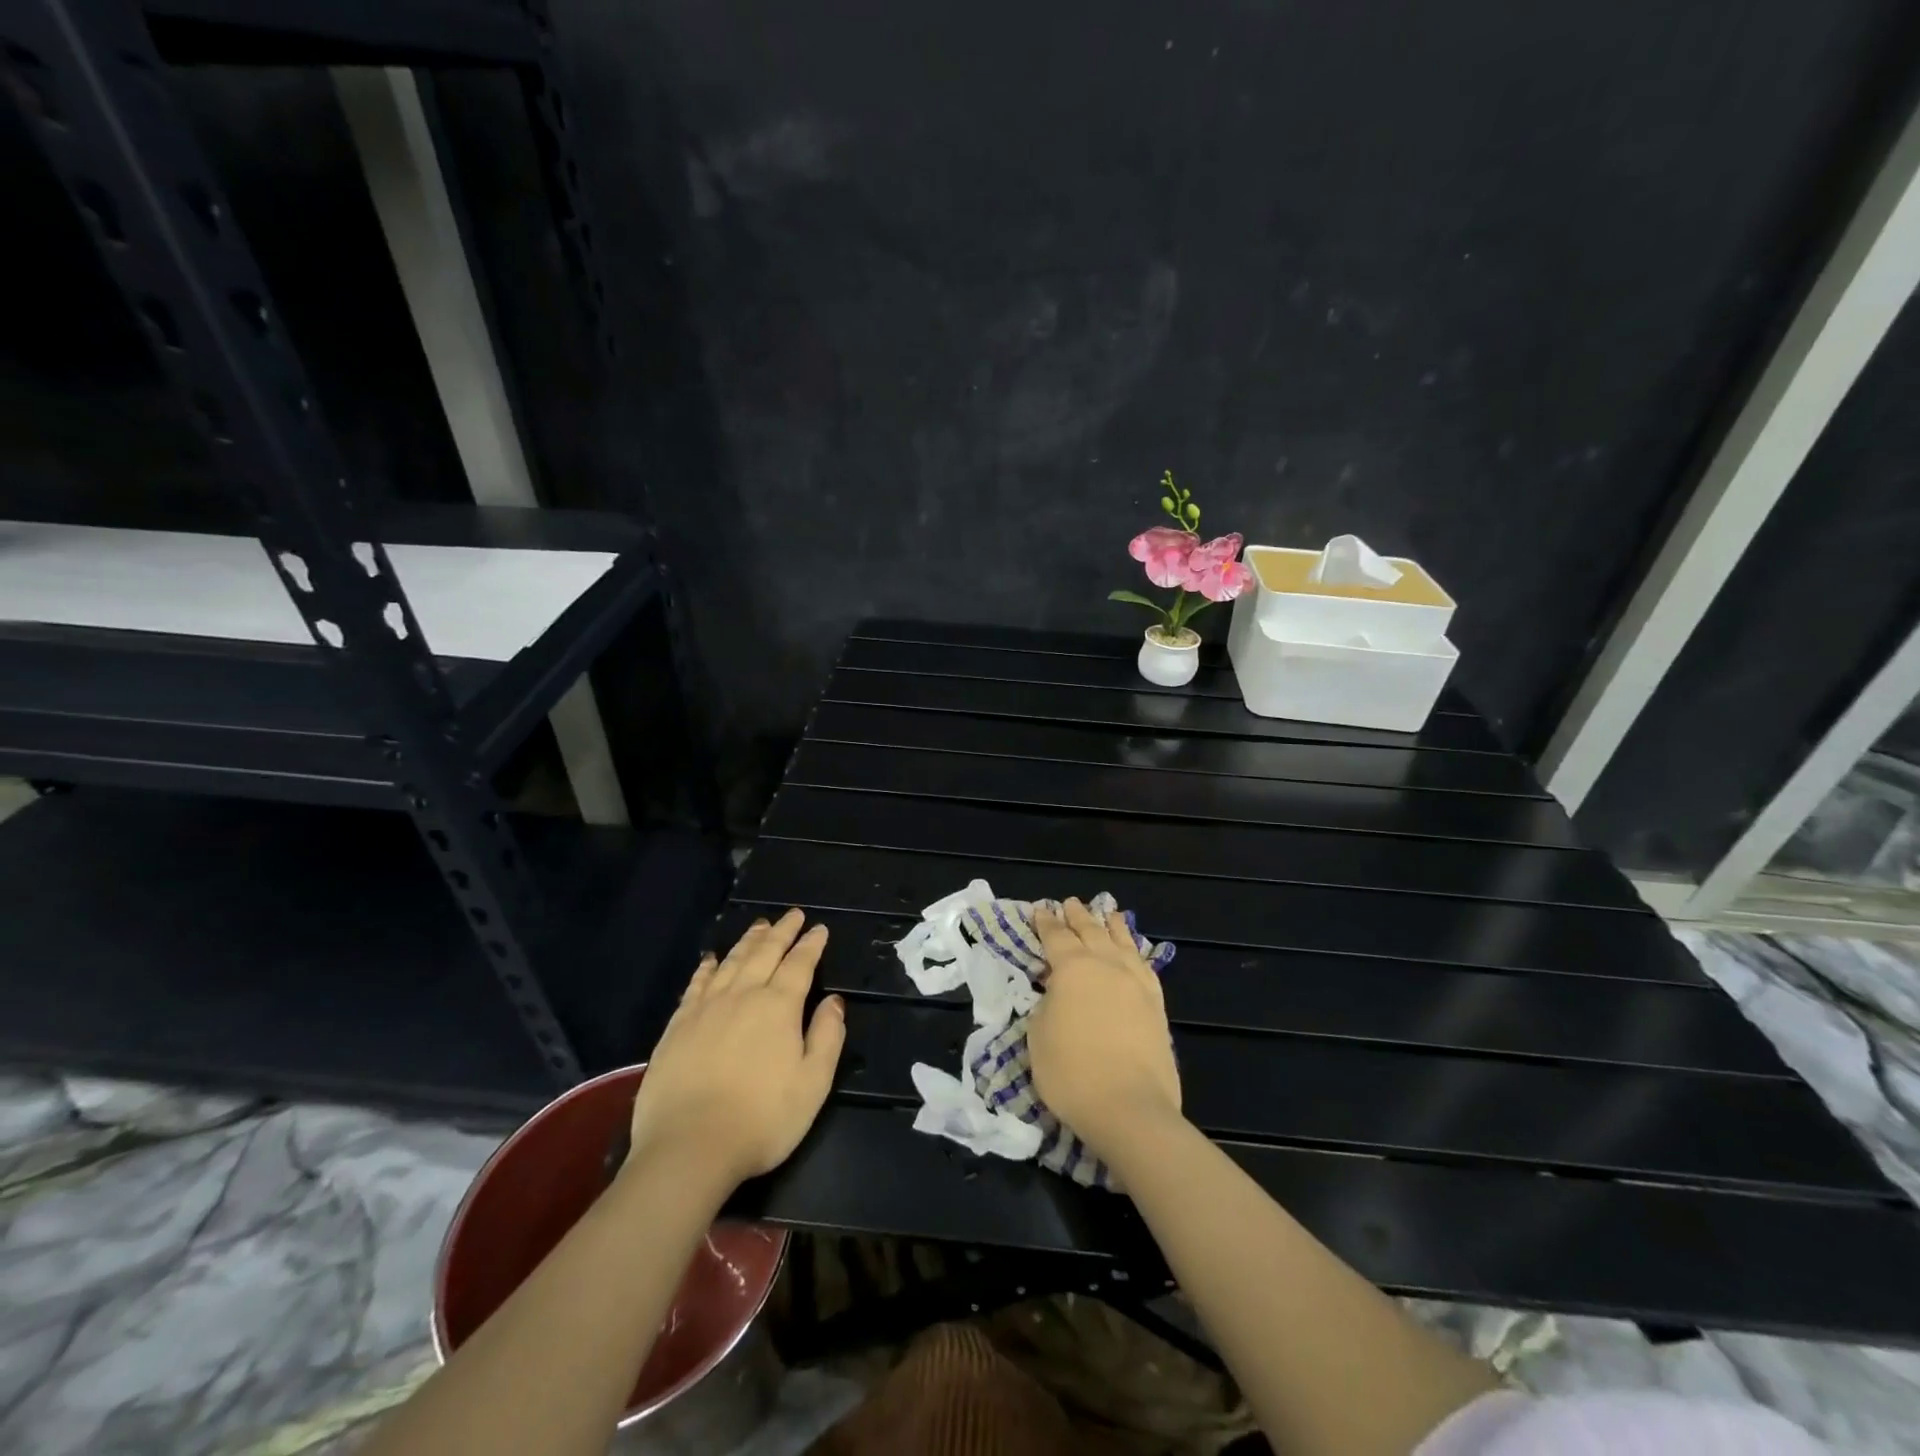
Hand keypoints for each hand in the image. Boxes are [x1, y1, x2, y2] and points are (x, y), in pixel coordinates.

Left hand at [626, 910, 845, 1190]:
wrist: (689, 1148)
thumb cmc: (762, 1120)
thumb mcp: (813, 1083)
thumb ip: (827, 1036)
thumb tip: (834, 1000)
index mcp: (779, 1007)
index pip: (800, 964)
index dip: (811, 944)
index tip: (820, 929)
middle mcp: (743, 996)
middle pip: (765, 954)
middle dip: (782, 932)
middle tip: (793, 914)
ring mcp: (706, 1009)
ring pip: (731, 962)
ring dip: (748, 941)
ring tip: (760, 926)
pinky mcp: (677, 1027)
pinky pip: (696, 985)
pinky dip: (707, 967)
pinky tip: (710, 959)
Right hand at [1027, 897, 1181, 1161]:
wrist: (1130, 1108)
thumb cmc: (1071, 1072)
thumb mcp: (1038, 1035)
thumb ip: (1046, 1003)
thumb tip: (1058, 992)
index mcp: (1072, 967)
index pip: (1055, 936)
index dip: (1045, 923)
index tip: (1040, 909)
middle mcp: (1106, 965)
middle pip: (1091, 931)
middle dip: (1078, 916)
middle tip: (1070, 902)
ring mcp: (1136, 983)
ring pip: (1122, 942)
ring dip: (1111, 925)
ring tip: (1108, 912)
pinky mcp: (1157, 1005)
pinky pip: (1144, 965)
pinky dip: (1136, 951)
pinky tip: (1134, 952)